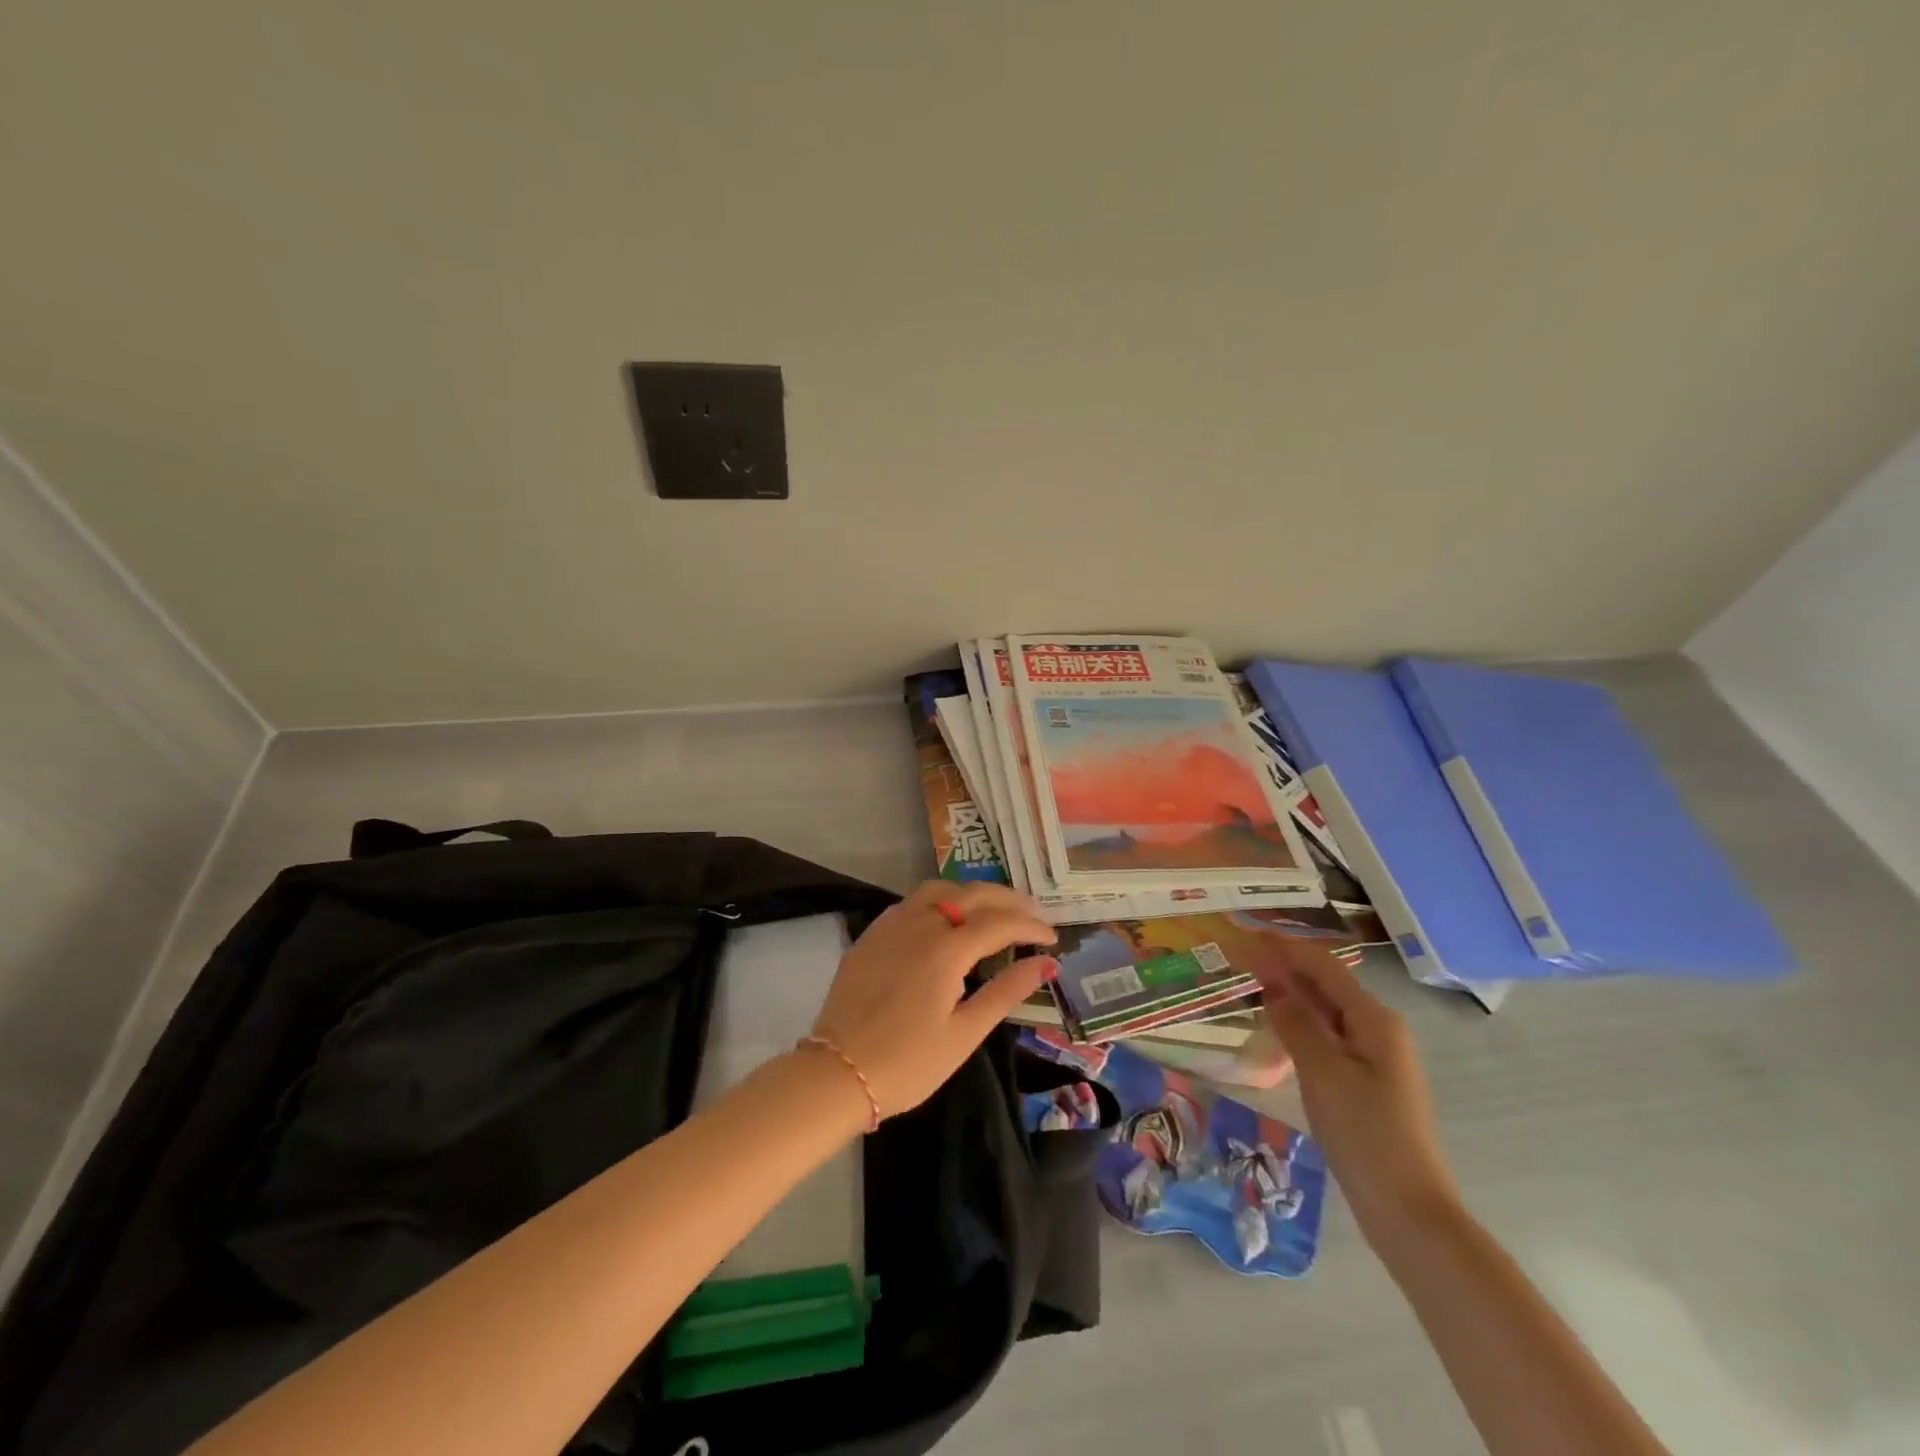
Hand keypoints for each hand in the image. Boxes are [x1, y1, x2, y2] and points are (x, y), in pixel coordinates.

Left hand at [810, 881, 1057, 1118]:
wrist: (837, 1074)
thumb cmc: (908, 1063)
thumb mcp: (965, 1034)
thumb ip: (1006, 992)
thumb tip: (1046, 963)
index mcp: (946, 949)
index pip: (999, 923)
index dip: (1030, 926)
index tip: (1052, 937)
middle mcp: (919, 925)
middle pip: (970, 894)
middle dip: (1006, 899)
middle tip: (1032, 912)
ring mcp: (890, 925)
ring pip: (938, 889)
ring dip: (971, 893)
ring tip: (992, 908)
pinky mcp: (871, 935)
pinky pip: (911, 903)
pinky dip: (939, 900)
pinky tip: (945, 919)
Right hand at [1253, 942, 1462, 1241]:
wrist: (1408, 1211)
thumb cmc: (1365, 1134)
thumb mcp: (1323, 1072)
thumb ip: (1296, 1022)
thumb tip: (1272, 985)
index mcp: (1374, 1019)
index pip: (1323, 966)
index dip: (1285, 946)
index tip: (1247, 932)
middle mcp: (1378, 1029)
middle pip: (1326, 984)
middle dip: (1285, 966)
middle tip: (1241, 954)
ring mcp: (1375, 1057)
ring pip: (1326, 1011)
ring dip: (1291, 993)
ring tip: (1251, 982)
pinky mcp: (1366, 1082)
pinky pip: (1328, 1036)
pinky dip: (1300, 1022)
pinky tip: (1277, 1027)